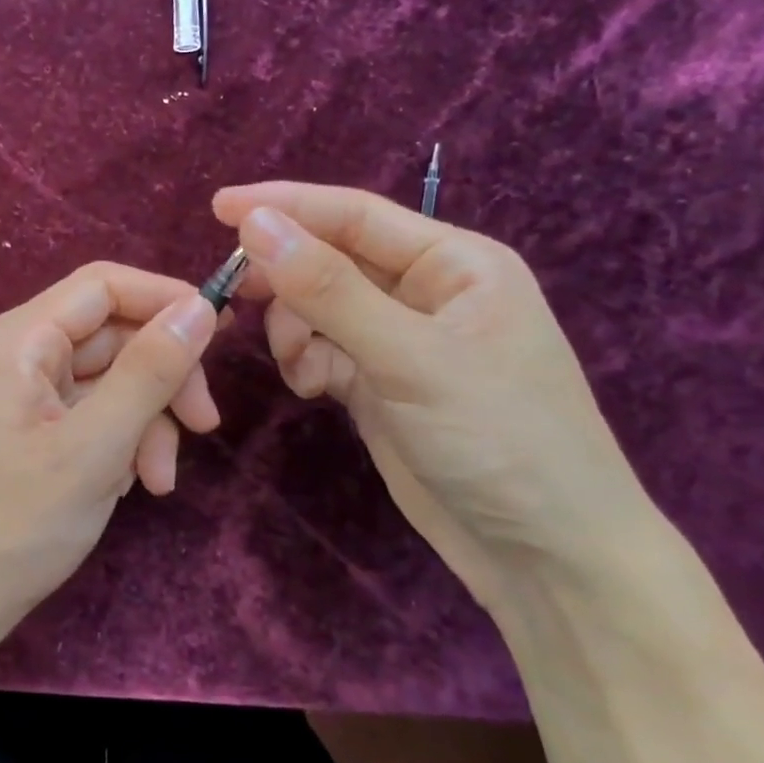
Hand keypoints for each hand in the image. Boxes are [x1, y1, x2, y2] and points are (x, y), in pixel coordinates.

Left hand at [0, 262, 220, 665]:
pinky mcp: (35, 432)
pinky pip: (95, 417)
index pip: (105, 285)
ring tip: (159, 481)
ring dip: (148, 423)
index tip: (225, 331)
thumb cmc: (12, 526)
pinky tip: (129, 488)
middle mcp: (23, 355)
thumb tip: (201, 307)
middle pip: (115, 336)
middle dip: (164, 379)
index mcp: (22, 340)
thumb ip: (150, 373)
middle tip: (206, 426)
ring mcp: (28, 396)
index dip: (167, 297)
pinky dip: (123, 445)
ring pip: (112, 382)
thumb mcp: (94, 448)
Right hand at [213, 182, 656, 610]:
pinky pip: (323, 352)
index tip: (217, 207)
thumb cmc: (499, 439)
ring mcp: (401, 341)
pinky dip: (306, 363)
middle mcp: (426, 292)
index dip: (285, 206)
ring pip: (319, 309)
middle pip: (331, 260)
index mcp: (454, 263)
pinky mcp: (381, 385)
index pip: (354, 214)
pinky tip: (311, 391)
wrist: (545, 556)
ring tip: (299, 367)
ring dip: (294, 329)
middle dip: (286, 277)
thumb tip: (256, 222)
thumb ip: (328, 289)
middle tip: (235, 294)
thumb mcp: (410, 357)